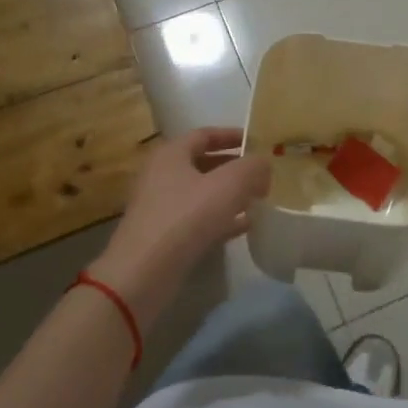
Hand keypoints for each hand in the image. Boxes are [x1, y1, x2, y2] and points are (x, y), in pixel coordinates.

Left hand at [91, 127, 269, 324]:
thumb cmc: (186, 217)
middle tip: (262, 173)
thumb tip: (263, 163)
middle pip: (204, 163)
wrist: (144, 273)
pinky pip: (199, 218)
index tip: (257, 142)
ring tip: (260, 198)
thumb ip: (252, 167)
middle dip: (235, 167)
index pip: (205, 135)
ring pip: (203, 192)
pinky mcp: (165, 234)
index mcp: (171, 154)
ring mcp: (161, 206)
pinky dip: (222, 217)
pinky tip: (246, 225)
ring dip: (230, 194)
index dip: (232, 135)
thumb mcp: (228, 185)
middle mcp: (162, 175)